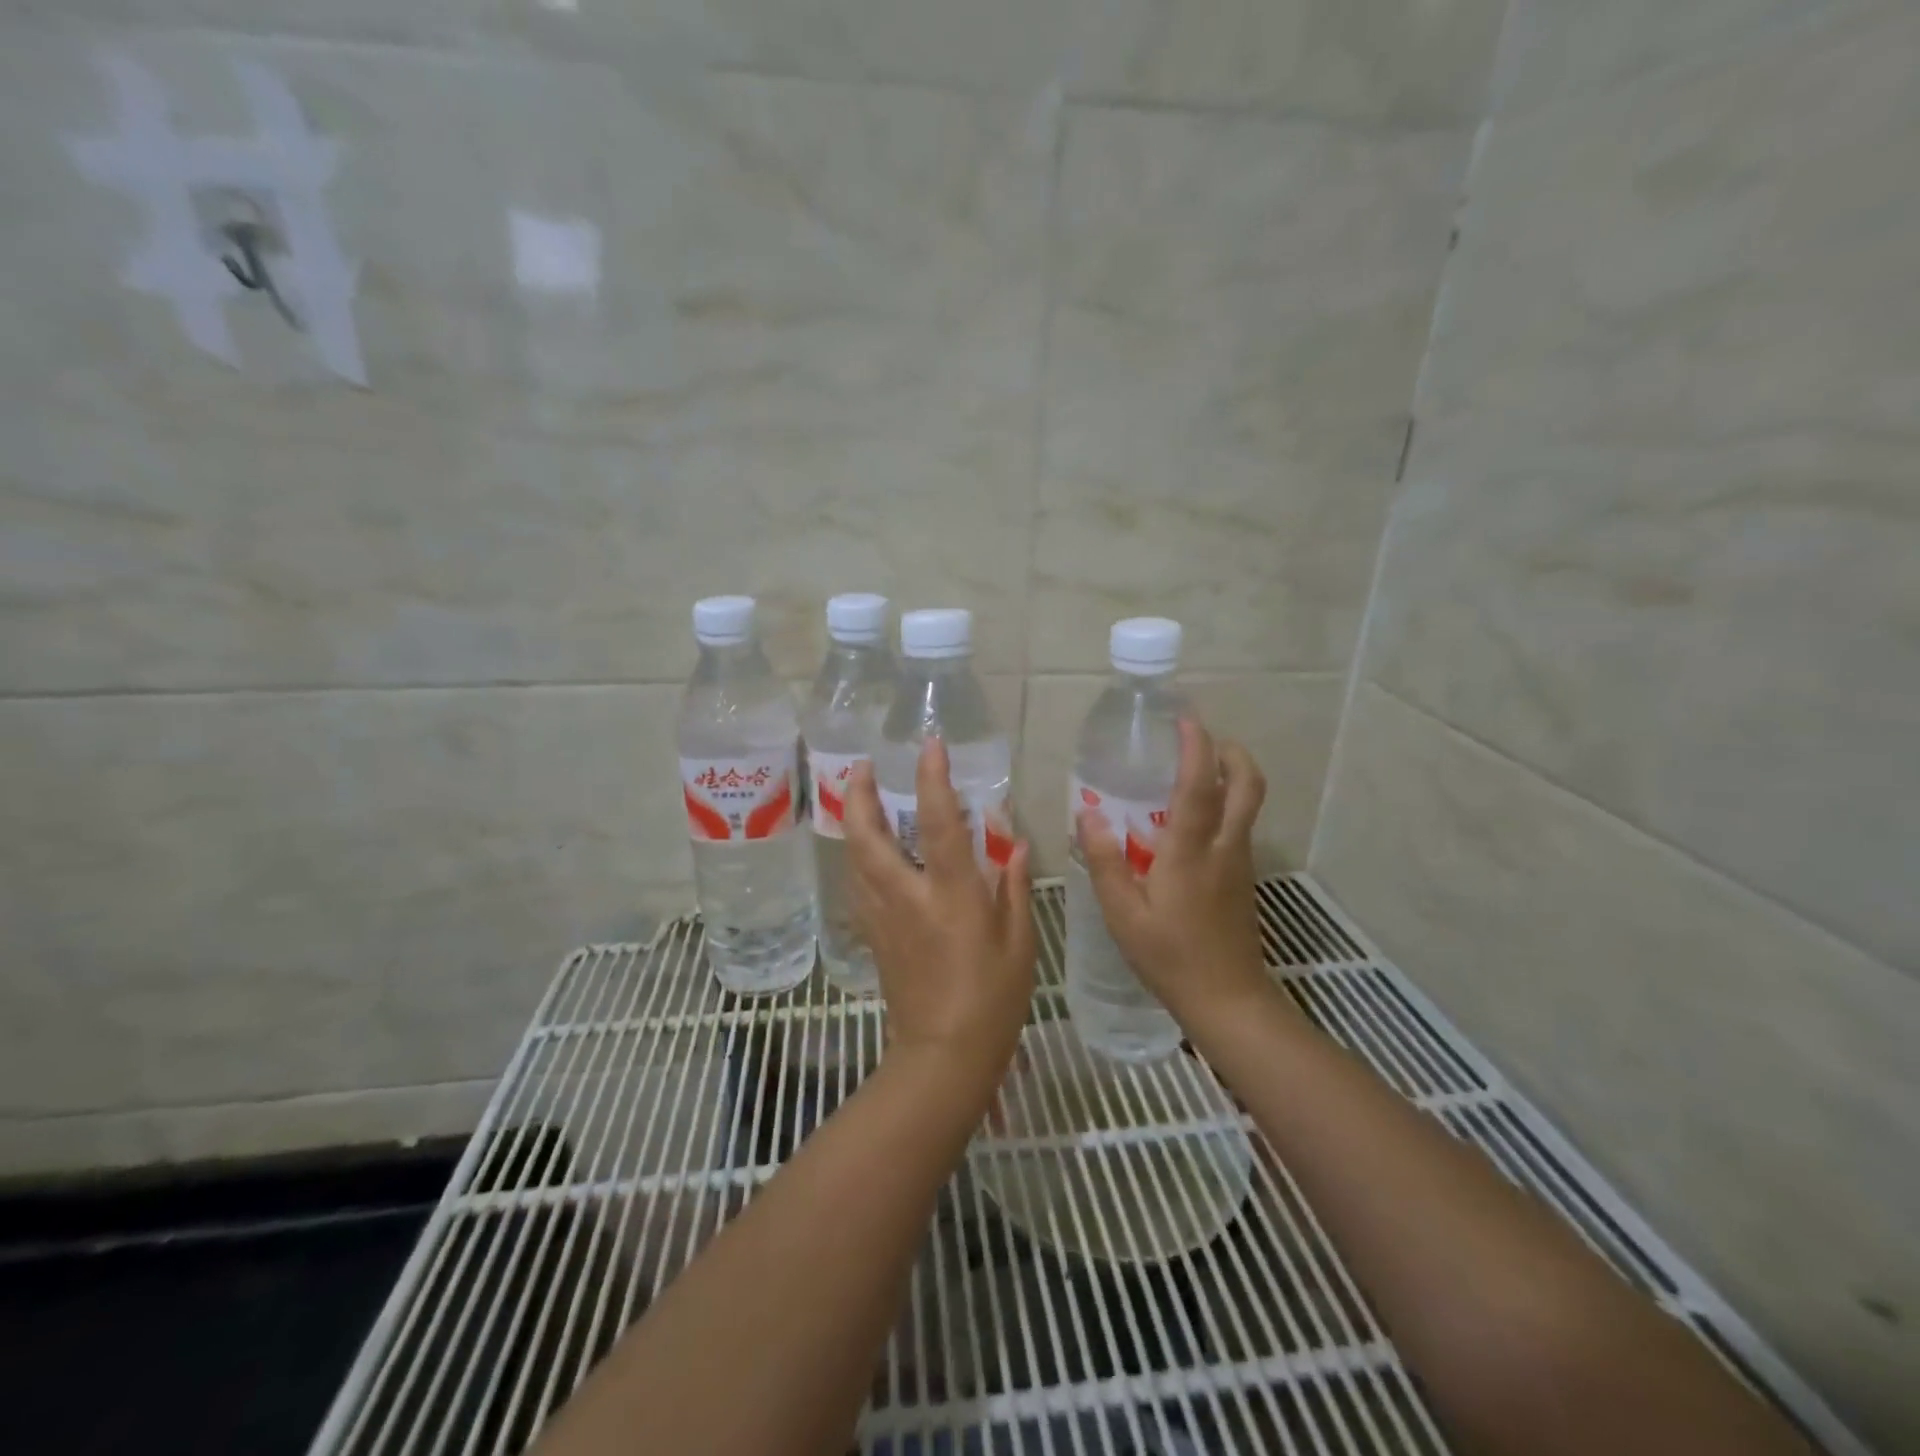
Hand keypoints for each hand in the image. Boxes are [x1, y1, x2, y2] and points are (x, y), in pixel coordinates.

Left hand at [842, 741, 1035, 1076]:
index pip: (937, 823)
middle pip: (867, 836)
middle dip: (859, 795)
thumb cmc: (992, 999)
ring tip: (861, 797)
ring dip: (853, 821)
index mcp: (950, 894)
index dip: (932, 779)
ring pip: (854, 858)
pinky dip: (858, 856)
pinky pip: (858, 884)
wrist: (941, 1056)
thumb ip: (1012, 886)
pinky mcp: (873, 935)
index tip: (929, 745)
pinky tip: (868, 852)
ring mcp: (882, 916)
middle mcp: (907, 896)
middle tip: (863, 766)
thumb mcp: (1019, 941)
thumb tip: (1014, 844)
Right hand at [1077, 719, 1271, 1020]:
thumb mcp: (1123, 913)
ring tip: (1195, 770)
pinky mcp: (1243, 879)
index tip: (1186, 719)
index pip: (1200, 786)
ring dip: (1231, 776)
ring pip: (1248, 805)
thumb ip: (1105, 861)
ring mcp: (1239, 863)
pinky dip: (1226, 805)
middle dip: (1232, 753)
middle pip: (1247, 786)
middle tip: (1204, 740)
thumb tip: (1088, 814)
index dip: (1197, 747)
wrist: (1227, 1000)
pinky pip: (1240, 826)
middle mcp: (1224, 848)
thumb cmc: (1169, 956)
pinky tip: (1192, 822)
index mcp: (1190, 852)